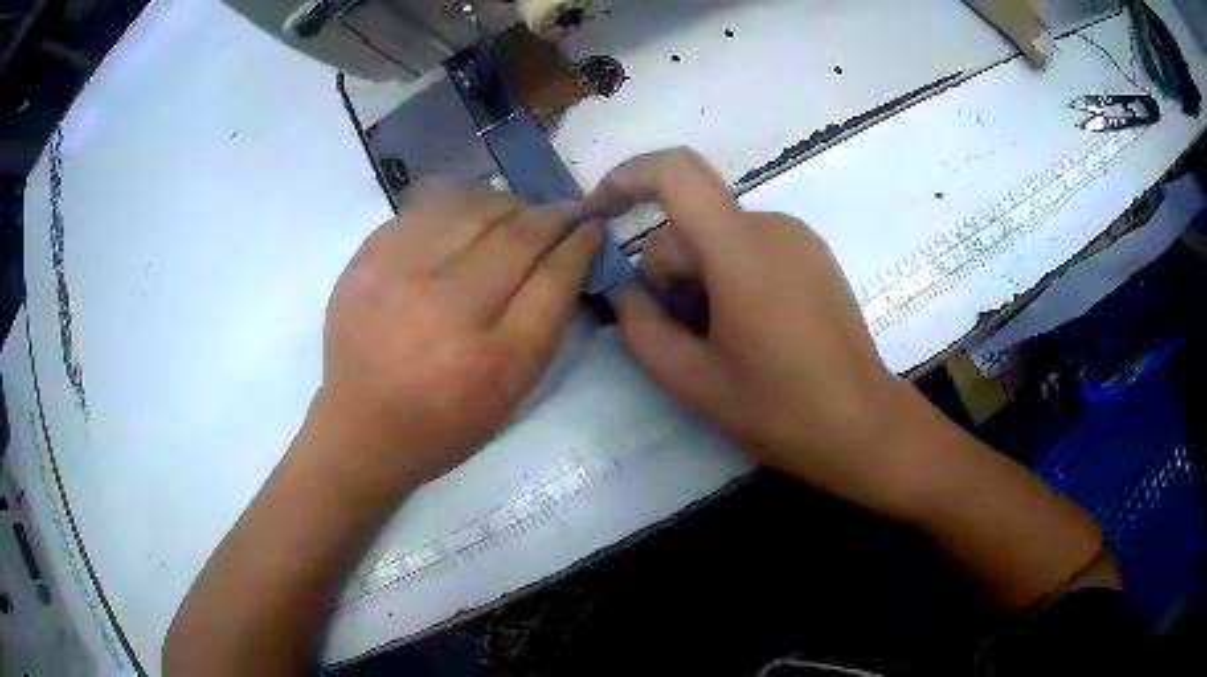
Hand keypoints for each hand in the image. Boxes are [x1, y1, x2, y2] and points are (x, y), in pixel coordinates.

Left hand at [314, 182, 599, 490]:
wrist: (359, 429)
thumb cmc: (442, 426)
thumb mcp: (509, 400)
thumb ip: (544, 332)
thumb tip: (566, 264)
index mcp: (491, 361)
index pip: (553, 281)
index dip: (580, 247)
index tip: (592, 230)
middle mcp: (446, 312)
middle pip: (516, 238)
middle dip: (553, 216)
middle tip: (566, 211)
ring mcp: (400, 278)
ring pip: (473, 210)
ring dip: (509, 204)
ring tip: (518, 212)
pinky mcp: (367, 261)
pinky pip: (426, 209)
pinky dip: (460, 203)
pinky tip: (470, 212)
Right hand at [585, 149, 915, 509]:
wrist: (863, 425)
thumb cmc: (780, 411)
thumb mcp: (693, 381)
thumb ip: (641, 330)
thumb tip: (625, 295)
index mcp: (741, 252)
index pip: (676, 174)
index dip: (628, 179)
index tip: (599, 213)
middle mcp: (772, 227)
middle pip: (691, 224)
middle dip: (669, 273)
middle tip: (682, 336)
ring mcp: (798, 238)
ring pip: (718, 236)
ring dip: (699, 278)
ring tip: (718, 340)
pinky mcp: (813, 254)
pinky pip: (750, 246)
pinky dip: (729, 275)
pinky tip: (747, 328)